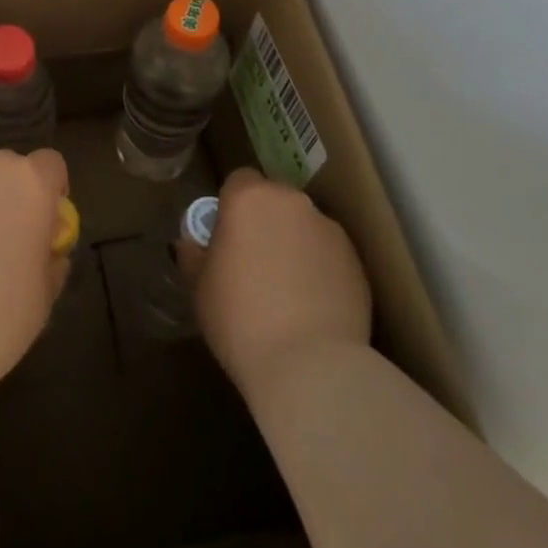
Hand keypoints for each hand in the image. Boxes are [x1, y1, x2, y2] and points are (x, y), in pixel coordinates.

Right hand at [177, 167, 370, 391]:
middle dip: (265, 222)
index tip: (227, 237)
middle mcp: (292, 203)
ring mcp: (330, 230)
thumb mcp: (199, 287)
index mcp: (249, 198)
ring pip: (304, 226)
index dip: (231, 205)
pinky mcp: (357, 262)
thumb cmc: (239, 318)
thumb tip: (190, 244)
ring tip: (287, 290)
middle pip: (275, 200)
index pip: (239, 180)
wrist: (310, 366)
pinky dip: (320, 269)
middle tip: (253, 262)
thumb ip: (193, 255)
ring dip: (294, 244)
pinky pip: (329, 255)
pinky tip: (312, 306)